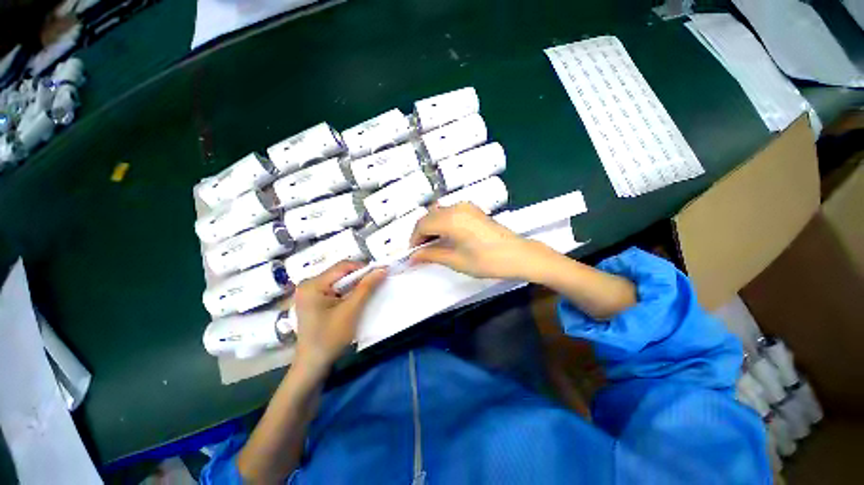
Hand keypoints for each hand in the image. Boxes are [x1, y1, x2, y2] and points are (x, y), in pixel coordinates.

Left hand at [292, 261, 385, 376]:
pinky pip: (334, 289)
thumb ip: (366, 287)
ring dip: (354, 284)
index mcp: (312, 284)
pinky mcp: (313, 300)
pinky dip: (347, 291)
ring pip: (338, 280)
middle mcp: (308, 284)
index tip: (380, 273)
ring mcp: (309, 292)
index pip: (342, 266)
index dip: (363, 267)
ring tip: (369, 288)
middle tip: (376, 281)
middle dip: (359, 276)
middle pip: (339, 272)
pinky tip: (356, 297)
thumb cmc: (330, 337)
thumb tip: (382, 269)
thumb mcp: (351, 310)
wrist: (313, 364)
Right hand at [409, 203, 540, 279]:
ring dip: (431, 227)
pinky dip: (442, 223)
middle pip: (428, 216)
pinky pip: (449, 213)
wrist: (518, 255)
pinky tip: (446, 237)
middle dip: (421, 233)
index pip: (422, 225)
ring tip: (433, 245)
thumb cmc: (487, 261)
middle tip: (421, 251)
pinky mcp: (473, 209)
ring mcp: (466, 206)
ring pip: (438, 213)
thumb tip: (412, 257)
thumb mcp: (456, 260)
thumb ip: (431, 255)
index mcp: (450, 219)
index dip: (414, 239)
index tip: (413, 254)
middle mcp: (456, 207)